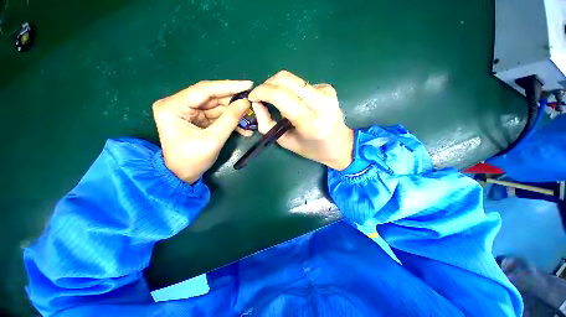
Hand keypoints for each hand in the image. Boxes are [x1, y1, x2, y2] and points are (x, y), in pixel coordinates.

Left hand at [152, 80, 253, 182]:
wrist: (182, 175)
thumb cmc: (192, 160)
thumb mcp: (213, 140)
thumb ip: (230, 120)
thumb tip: (246, 103)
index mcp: (173, 106)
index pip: (204, 90)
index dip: (228, 87)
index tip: (248, 85)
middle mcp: (177, 104)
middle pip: (211, 97)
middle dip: (233, 102)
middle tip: (252, 102)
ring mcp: (187, 111)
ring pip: (216, 106)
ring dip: (234, 113)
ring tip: (251, 117)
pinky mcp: (195, 118)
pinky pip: (215, 116)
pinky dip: (229, 121)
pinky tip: (243, 127)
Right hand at [248, 70, 353, 169]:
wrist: (340, 145)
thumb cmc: (312, 149)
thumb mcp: (286, 142)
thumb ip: (267, 124)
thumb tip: (257, 104)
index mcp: (310, 121)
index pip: (280, 95)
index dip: (261, 92)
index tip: (253, 97)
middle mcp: (320, 102)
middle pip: (285, 78)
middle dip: (267, 84)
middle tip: (261, 97)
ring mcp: (326, 92)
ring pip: (292, 79)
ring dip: (278, 87)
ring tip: (277, 102)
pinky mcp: (328, 88)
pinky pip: (301, 83)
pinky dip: (292, 90)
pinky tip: (295, 103)